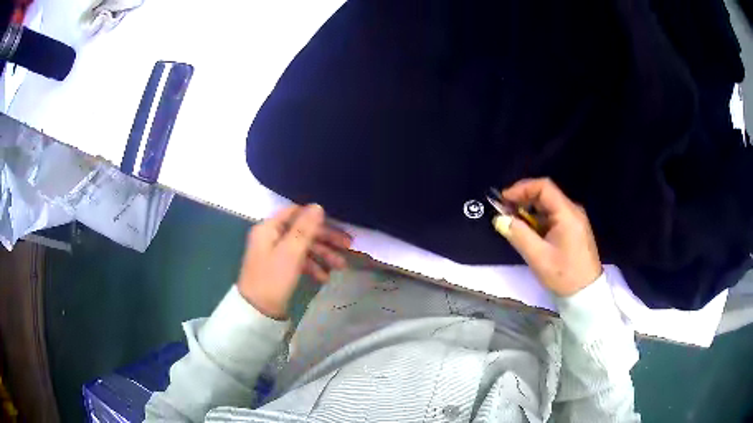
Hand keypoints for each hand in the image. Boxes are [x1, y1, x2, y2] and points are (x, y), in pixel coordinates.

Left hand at [236, 204, 351, 318]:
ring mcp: (275, 253)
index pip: (295, 213)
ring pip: (302, 247)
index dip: (316, 218)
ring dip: (322, 255)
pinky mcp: (279, 268)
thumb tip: (317, 206)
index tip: (337, 225)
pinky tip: (324, 277)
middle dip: (325, 239)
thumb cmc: (273, 278)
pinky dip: (312, 267)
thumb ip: (304, 228)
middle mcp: (271, 236)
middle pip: (302, 231)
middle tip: (348, 246)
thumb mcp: (291, 252)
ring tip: (341, 266)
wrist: (258, 311)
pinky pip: (298, 261)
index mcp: (269, 228)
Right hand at [493, 178, 601, 296]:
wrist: (586, 293)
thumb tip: (499, 219)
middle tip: (505, 212)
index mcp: (567, 213)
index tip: (504, 200)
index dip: (521, 189)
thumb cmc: (563, 275)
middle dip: (523, 200)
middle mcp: (572, 211)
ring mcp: (574, 220)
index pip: (543, 187)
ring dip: (529, 211)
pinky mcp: (573, 229)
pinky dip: (538, 220)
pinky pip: (553, 217)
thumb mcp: (538, 257)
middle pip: (545, 194)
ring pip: (548, 206)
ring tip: (513, 223)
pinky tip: (529, 232)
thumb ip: (518, 235)